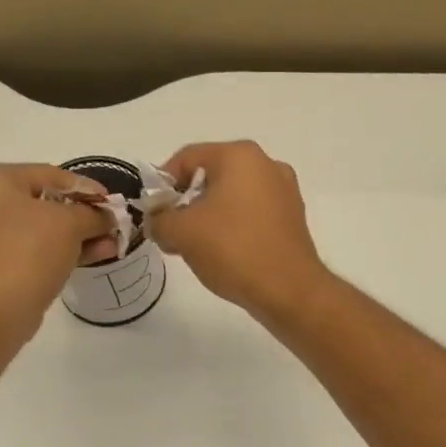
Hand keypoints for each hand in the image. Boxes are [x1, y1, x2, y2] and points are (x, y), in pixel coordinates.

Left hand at [0, 165, 113, 338]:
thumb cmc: (28, 249)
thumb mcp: (70, 223)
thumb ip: (93, 214)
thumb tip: (107, 217)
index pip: (48, 174)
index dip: (85, 186)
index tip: (111, 201)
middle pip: (42, 202)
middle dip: (82, 215)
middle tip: (109, 224)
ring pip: (39, 230)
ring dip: (76, 236)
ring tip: (110, 244)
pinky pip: (30, 250)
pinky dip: (59, 252)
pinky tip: (93, 257)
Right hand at [149, 141, 330, 320]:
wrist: (288, 290)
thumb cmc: (232, 249)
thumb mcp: (181, 233)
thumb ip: (159, 220)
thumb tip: (158, 221)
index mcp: (239, 156)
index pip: (187, 158)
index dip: (162, 184)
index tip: (152, 213)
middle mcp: (266, 164)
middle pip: (211, 176)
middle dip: (185, 202)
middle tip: (171, 232)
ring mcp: (284, 191)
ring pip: (232, 196)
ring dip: (208, 216)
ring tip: (194, 247)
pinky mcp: (292, 218)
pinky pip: (251, 214)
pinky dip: (232, 227)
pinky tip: (223, 253)